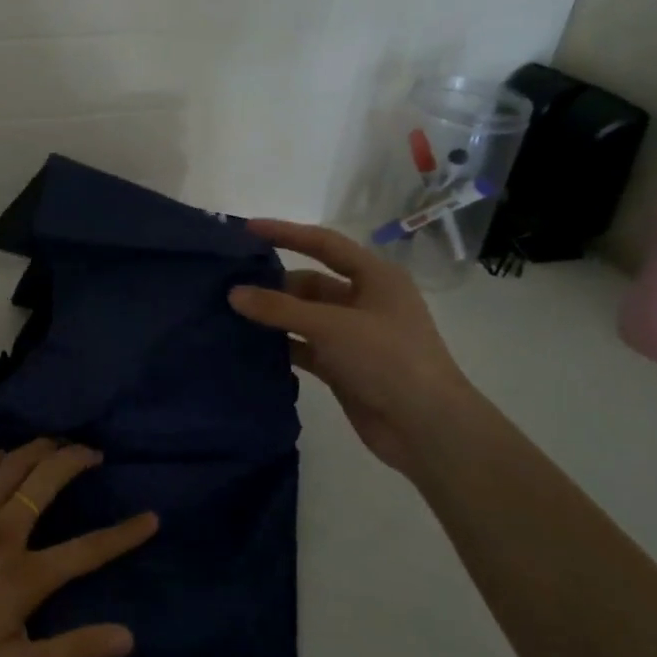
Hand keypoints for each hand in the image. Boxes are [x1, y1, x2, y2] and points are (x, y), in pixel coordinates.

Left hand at [0, 440, 158, 656]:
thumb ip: (71, 652)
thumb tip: (127, 635)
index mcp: (24, 575)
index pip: (87, 549)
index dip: (124, 534)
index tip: (151, 517)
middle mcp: (2, 533)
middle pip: (47, 482)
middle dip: (76, 460)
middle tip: (94, 453)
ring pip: (12, 467)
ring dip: (39, 449)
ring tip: (58, 442)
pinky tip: (4, 454)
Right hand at [229, 218, 476, 469]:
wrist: (426, 427)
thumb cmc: (387, 359)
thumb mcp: (332, 326)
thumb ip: (280, 308)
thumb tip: (234, 293)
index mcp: (376, 278)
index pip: (324, 244)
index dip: (286, 233)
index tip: (248, 229)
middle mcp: (365, 301)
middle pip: (310, 282)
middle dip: (273, 282)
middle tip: (229, 282)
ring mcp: (354, 336)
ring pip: (305, 316)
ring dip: (273, 315)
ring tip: (230, 312)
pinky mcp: (343, 367)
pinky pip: (304, 346)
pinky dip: (281, 344)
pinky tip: (249, 344)